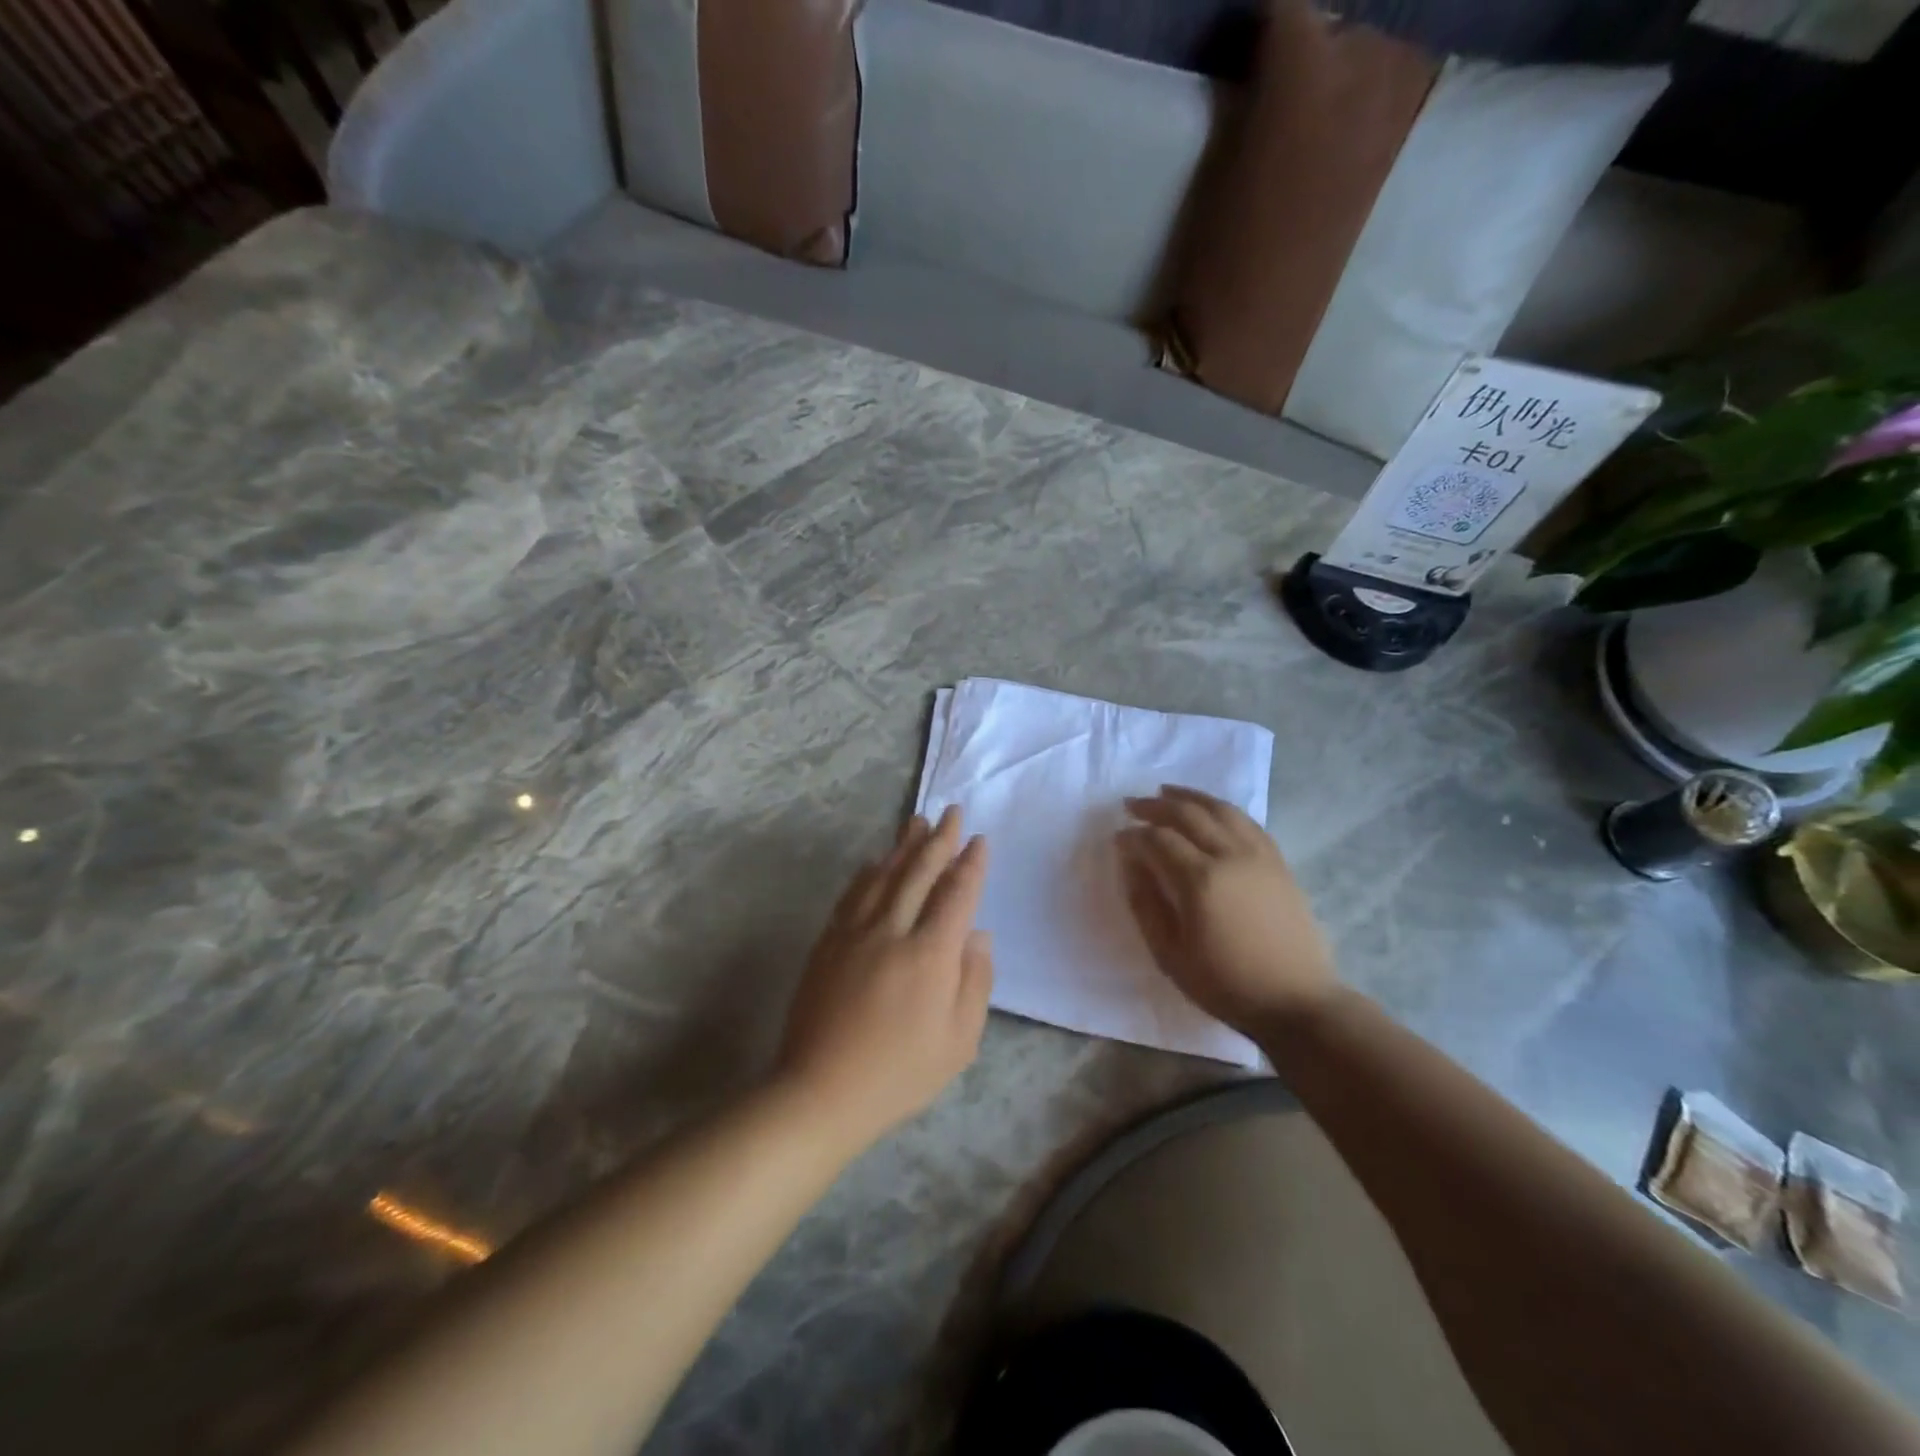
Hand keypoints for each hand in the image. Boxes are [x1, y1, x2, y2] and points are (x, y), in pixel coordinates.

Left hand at [774, 807, 993, 1150]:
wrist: (822, 1090)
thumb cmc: (900, 1073)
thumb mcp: (959, 1041)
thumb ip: (975, 982)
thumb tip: (978, 935)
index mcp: (930, 955)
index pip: (956, 894)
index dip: (970, 864)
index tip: (979, 840)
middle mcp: (893, 931)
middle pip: (919, 872)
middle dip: (939, 840)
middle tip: (952, 812)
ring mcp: (855, 932)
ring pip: (884, 875)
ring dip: (904, 846)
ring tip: (917, 821)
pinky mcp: (829, 941)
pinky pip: (853, 894)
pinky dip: (869, 872)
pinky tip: (876, 862)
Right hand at [1117, 786, 1337, 1035]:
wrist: (1295, 1001)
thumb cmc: (1225, 984)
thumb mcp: (1170, 954)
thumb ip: (1146, 904)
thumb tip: (1131, 865)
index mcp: (1200, 881)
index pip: (1158, 840)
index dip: (1133, 835)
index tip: (1117, 839)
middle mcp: (1230, 856)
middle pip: (1188, 815)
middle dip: (1155, 806)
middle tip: (1131, 805)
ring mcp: (1259, 856)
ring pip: (1220, 810)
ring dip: (1189, 797)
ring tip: (1166, 792)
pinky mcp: (1279, 863)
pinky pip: (1248, 822)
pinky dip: (1223, 809)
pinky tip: (1211, 811)